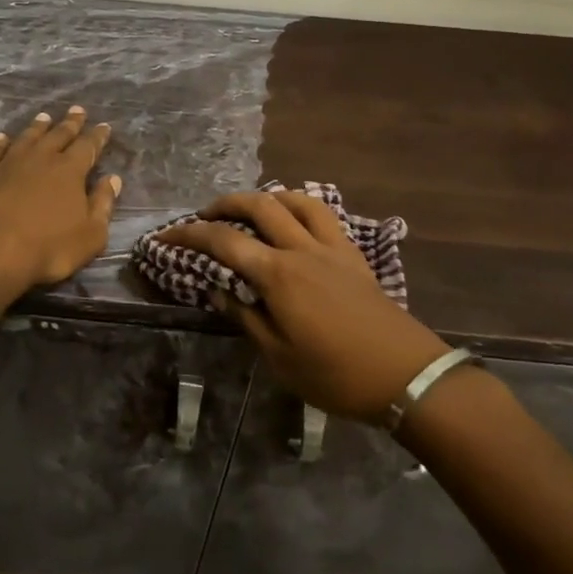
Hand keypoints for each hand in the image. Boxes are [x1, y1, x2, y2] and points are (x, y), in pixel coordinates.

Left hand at [0, 106, 119, 302]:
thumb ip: (103, 205)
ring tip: (44, 117)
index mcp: (70, 171)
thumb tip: (113, 179)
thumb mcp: (90, 235)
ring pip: (27, 137)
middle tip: (78, 109)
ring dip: (38, 127)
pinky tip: (2, 137)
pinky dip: (0, 143)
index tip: (104, 125)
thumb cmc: (47, 248)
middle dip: (70, 123)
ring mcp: (9, 163)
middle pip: (59, 135)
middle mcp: (41, 158)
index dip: (98, 136)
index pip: (88, 147)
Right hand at [158, 189, 450, 424]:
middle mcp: (301, 249)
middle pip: (257, 206)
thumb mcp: (279, 357)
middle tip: (204, 217)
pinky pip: (323, 214)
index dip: (189, 234)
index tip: (165, 236)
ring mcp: (330, 247)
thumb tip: (215, 289)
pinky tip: (293, 219)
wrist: (406, 376)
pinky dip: (300, 206)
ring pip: (293, 200)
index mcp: (278, 275)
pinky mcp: (352, 254)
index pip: (224, 241)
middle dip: (223, 204)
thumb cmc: (336, 375)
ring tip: (249, 210)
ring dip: (264, 197)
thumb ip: (245, 317)